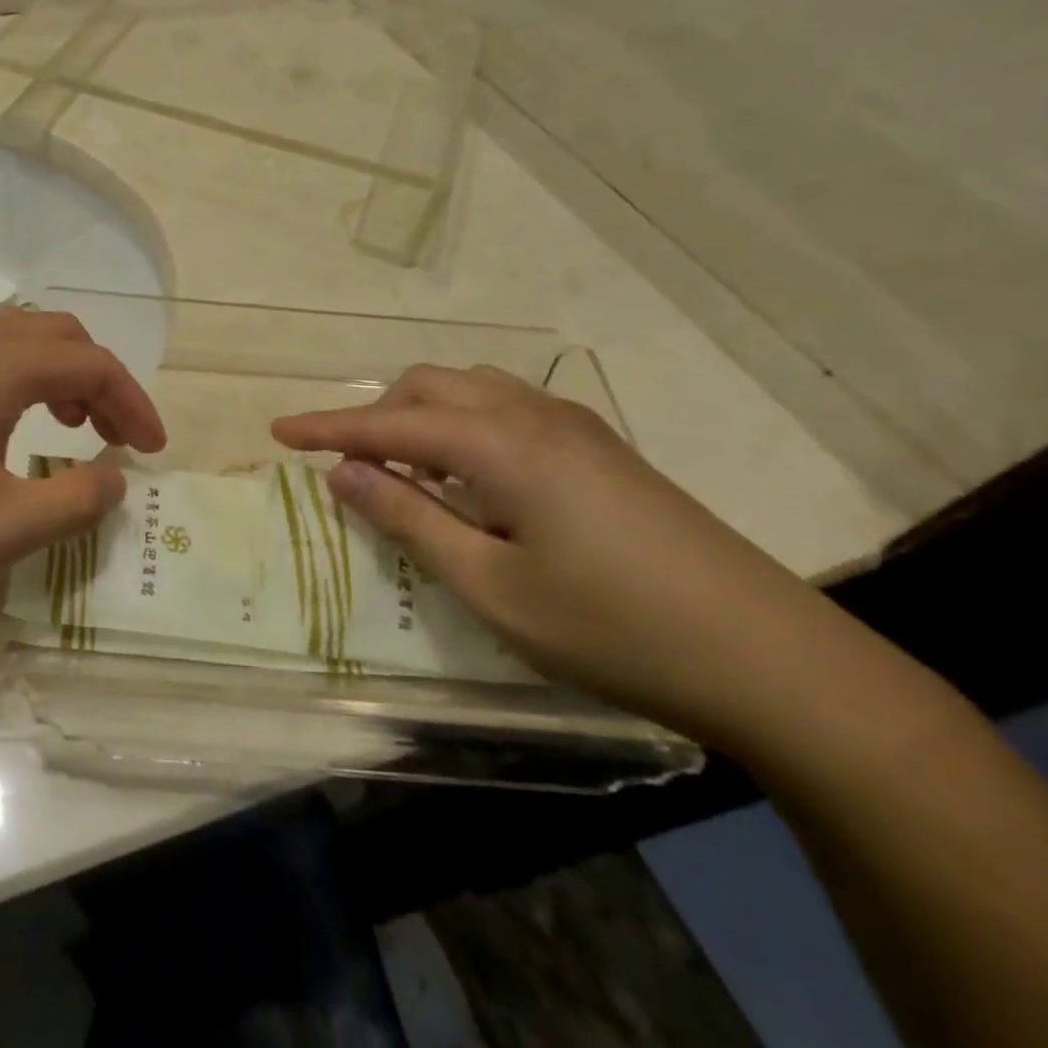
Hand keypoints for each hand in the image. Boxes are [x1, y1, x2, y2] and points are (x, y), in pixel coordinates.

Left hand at [0, 309, 165, 603]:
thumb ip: (72, 503)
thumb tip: (113, 479)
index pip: (94, 366)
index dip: (134, 404)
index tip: (153, 450)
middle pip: (58, 336)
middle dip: (98, 382)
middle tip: (111, 436)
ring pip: (13, 337)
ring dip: (53, 373)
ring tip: (62, 424)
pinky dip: (7, 372)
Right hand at [272, 366, 847, 743]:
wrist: (771, 659)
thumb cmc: (612, 629)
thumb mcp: (490, 586)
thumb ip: (409, 519)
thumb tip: (343, 473)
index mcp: (500, 444)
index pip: (388, 424)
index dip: (327, 428)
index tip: (277, 431)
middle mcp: (532, 414)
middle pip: (428, 387)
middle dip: (376, 416)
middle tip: (350, 469)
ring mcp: (573, 425)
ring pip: (469, 390)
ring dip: (422, 416)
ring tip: (407, 471)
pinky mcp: (598, 446)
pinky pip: (505, 408)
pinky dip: (463, 426)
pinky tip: (470, 477)